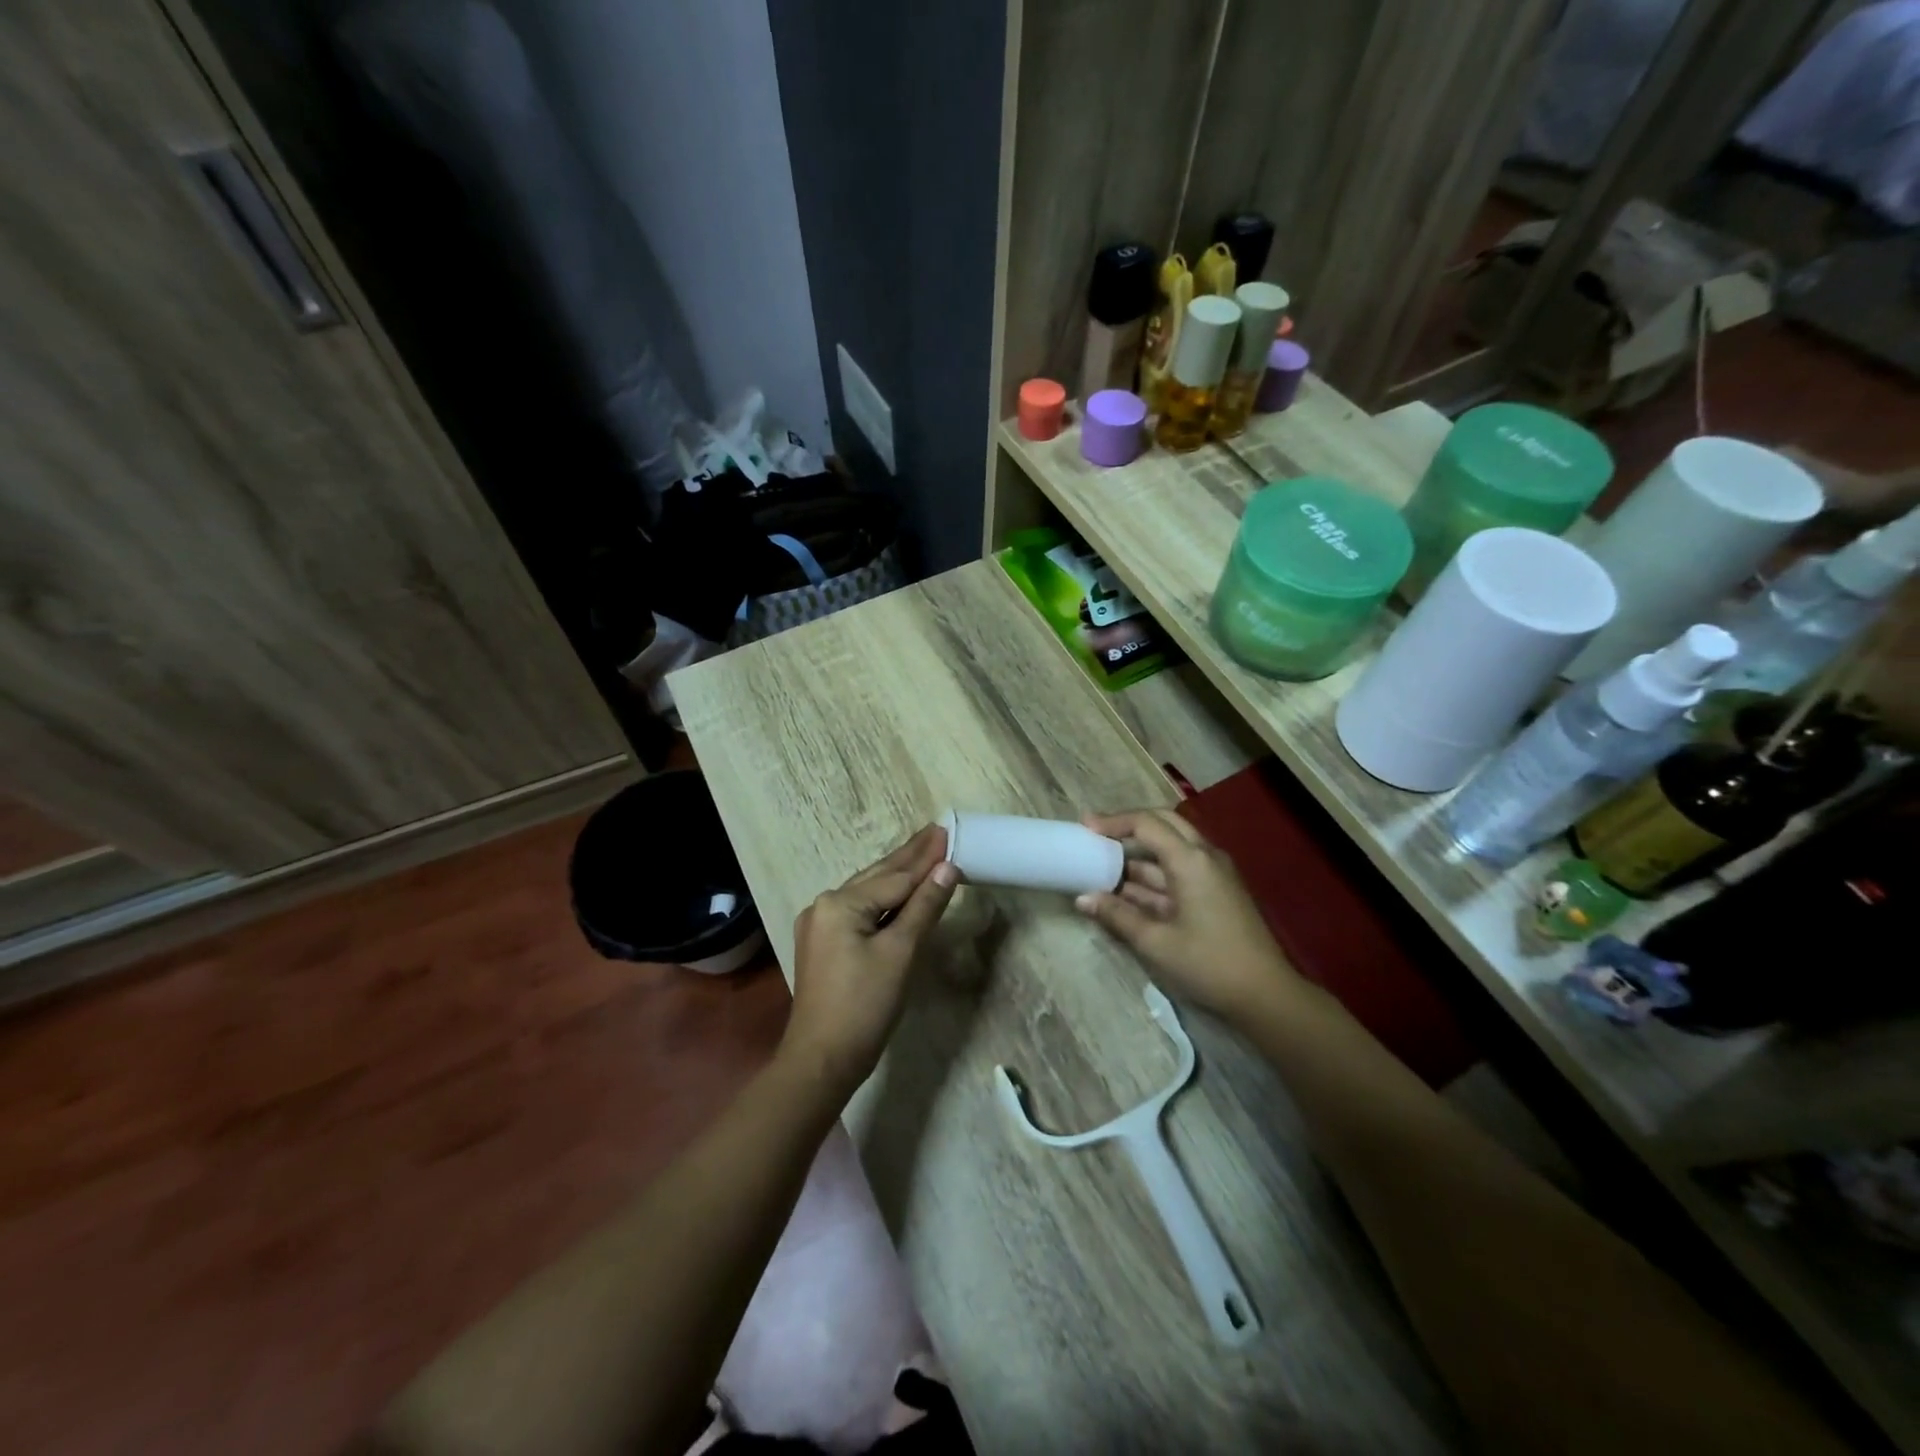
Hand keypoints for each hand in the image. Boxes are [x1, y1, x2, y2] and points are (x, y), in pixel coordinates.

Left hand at [781, 825, 959, 1098]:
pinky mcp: (824, 944)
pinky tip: (900, 893)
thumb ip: (923, 907)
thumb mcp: (900, 953)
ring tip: (924, 853)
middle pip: (878, 877)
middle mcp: (825, 905)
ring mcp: (820, 925)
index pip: (895, 877)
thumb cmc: (864, 1006)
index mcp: (840, 903)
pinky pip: (860, 911)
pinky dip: (884, 901)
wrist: (822, 1060)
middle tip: (936, 831)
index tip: (946, 830)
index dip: (925, 857)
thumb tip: (947, 868)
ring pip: (868, 893)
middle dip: (910, 857)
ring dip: (898, 876)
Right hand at [1074, 809, 1294, 1023]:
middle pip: (1163, 824)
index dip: (1114, 822)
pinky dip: (1153, 875)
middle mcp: (1204, 856)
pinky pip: (1180, 869)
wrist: (1265, 994)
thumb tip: (1083, 898)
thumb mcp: (1156, 942)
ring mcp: (1213, 874)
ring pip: (1171, 849)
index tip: (1085, 827)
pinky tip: (1128, 890)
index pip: (1147, 824)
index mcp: (1191, 861)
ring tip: (1103, 865)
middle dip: (1129, 827)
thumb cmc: (1208, 964)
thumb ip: (1118, 916)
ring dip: (1139, 855)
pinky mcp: (1216, 891)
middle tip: (1096, 835)